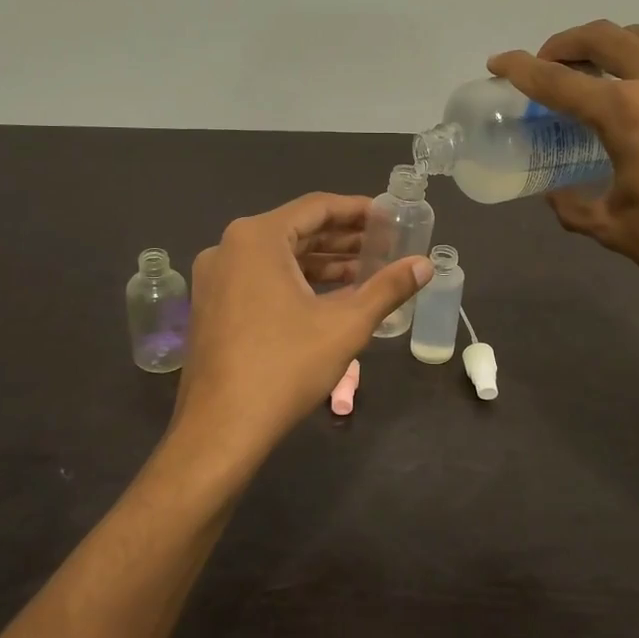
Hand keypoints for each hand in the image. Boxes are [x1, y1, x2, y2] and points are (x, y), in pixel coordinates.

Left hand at [167, 193, 432, 475]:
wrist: (220, 429)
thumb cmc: (285, 367)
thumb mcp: (346, 324)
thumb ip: (388, 288)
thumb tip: (425, 264)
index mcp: (257, 238)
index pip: (316, 207)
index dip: (359, 210)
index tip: (391, 217)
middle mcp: (229, 247)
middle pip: (296, 230)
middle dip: (343, 239)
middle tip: (385, 246)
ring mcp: (215, 278)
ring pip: (278, 257)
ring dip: (322, 262)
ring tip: (366, 272)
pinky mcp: (213, 305)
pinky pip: (261, 278)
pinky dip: (296, 281)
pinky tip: (330, 297)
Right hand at [488, 21, 638, 338]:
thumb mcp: (613, 229)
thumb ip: (573, 205)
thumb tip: (557, 194)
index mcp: (629, 113)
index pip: (558, 79)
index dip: (520, 69)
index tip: (499, 63)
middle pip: (605, 37)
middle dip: (567, 43)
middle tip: (551, 64)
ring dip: (615, 52)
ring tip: (602, 79)